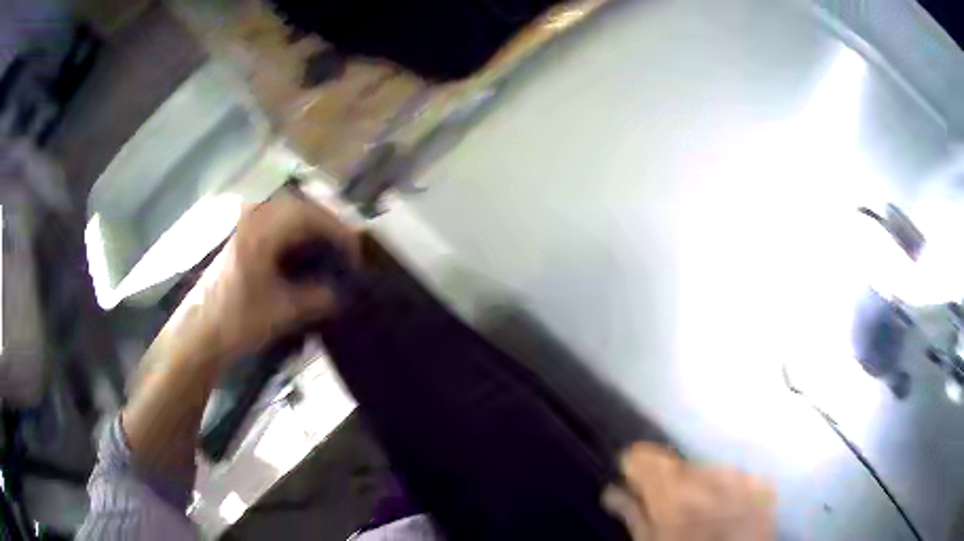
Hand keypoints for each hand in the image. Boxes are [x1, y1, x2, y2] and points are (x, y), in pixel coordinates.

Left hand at [174, 194, 359, 364]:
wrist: (199, 333)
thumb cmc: (237, 319)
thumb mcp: (282, 311)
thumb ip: (317, 298)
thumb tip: (341, 294)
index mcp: (262, 229)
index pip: (310, 215)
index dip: (338, 232)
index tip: (355, 256)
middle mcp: (252, 217)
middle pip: (299, 207)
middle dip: (327, 225)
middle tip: (344, 250)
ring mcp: (243, 225)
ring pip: (286, 213)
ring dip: (310, 228)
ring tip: (327, 251)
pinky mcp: (239, 238)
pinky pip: (273, 223)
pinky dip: (293, 234)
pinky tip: (301, 255)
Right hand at [603, 443, 774, 540]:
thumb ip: (633, 513)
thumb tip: (613, 492)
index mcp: (672, 490)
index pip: (642, 456)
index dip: (634, 466)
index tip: (630, 478)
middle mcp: (707, 474)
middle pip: (678, 465)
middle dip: (670, 482)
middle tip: (669, 509)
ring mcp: (740, 477)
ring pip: (708, 470)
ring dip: (700, 486)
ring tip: (700, 514)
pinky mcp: (762, 486)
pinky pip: (737, 478)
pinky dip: (728, 491)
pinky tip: (725, 513)